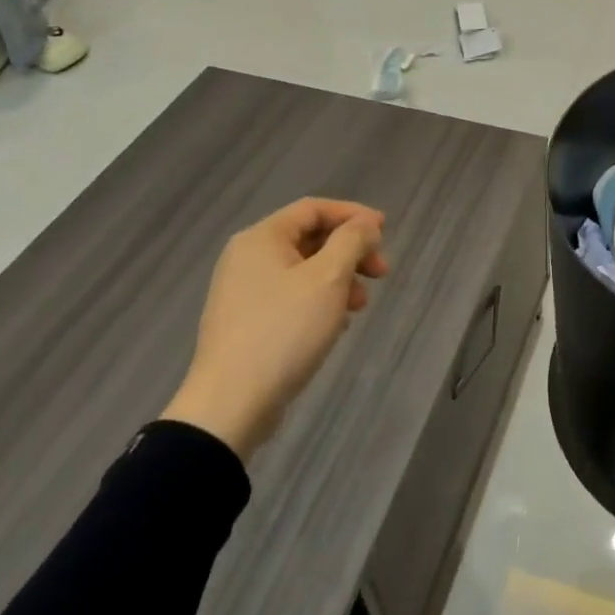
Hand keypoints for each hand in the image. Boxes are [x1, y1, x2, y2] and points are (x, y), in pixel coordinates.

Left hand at [160, 198, 388, 459]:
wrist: (230, 406)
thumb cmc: (284, 331)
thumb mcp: (329, 278)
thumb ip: (352, 241)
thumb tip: (365, 224)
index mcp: (262, 238)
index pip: (314, 208)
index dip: (354, 215)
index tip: (385, 232)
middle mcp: (247, 258)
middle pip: (310, 238)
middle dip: (350, 252)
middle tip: (381, 272)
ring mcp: (244, 292)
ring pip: (304, 270)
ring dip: (339, 279)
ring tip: (360, 306)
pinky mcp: (247, 322)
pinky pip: (292, 296)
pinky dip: (319, 301)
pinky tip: (336, 325)